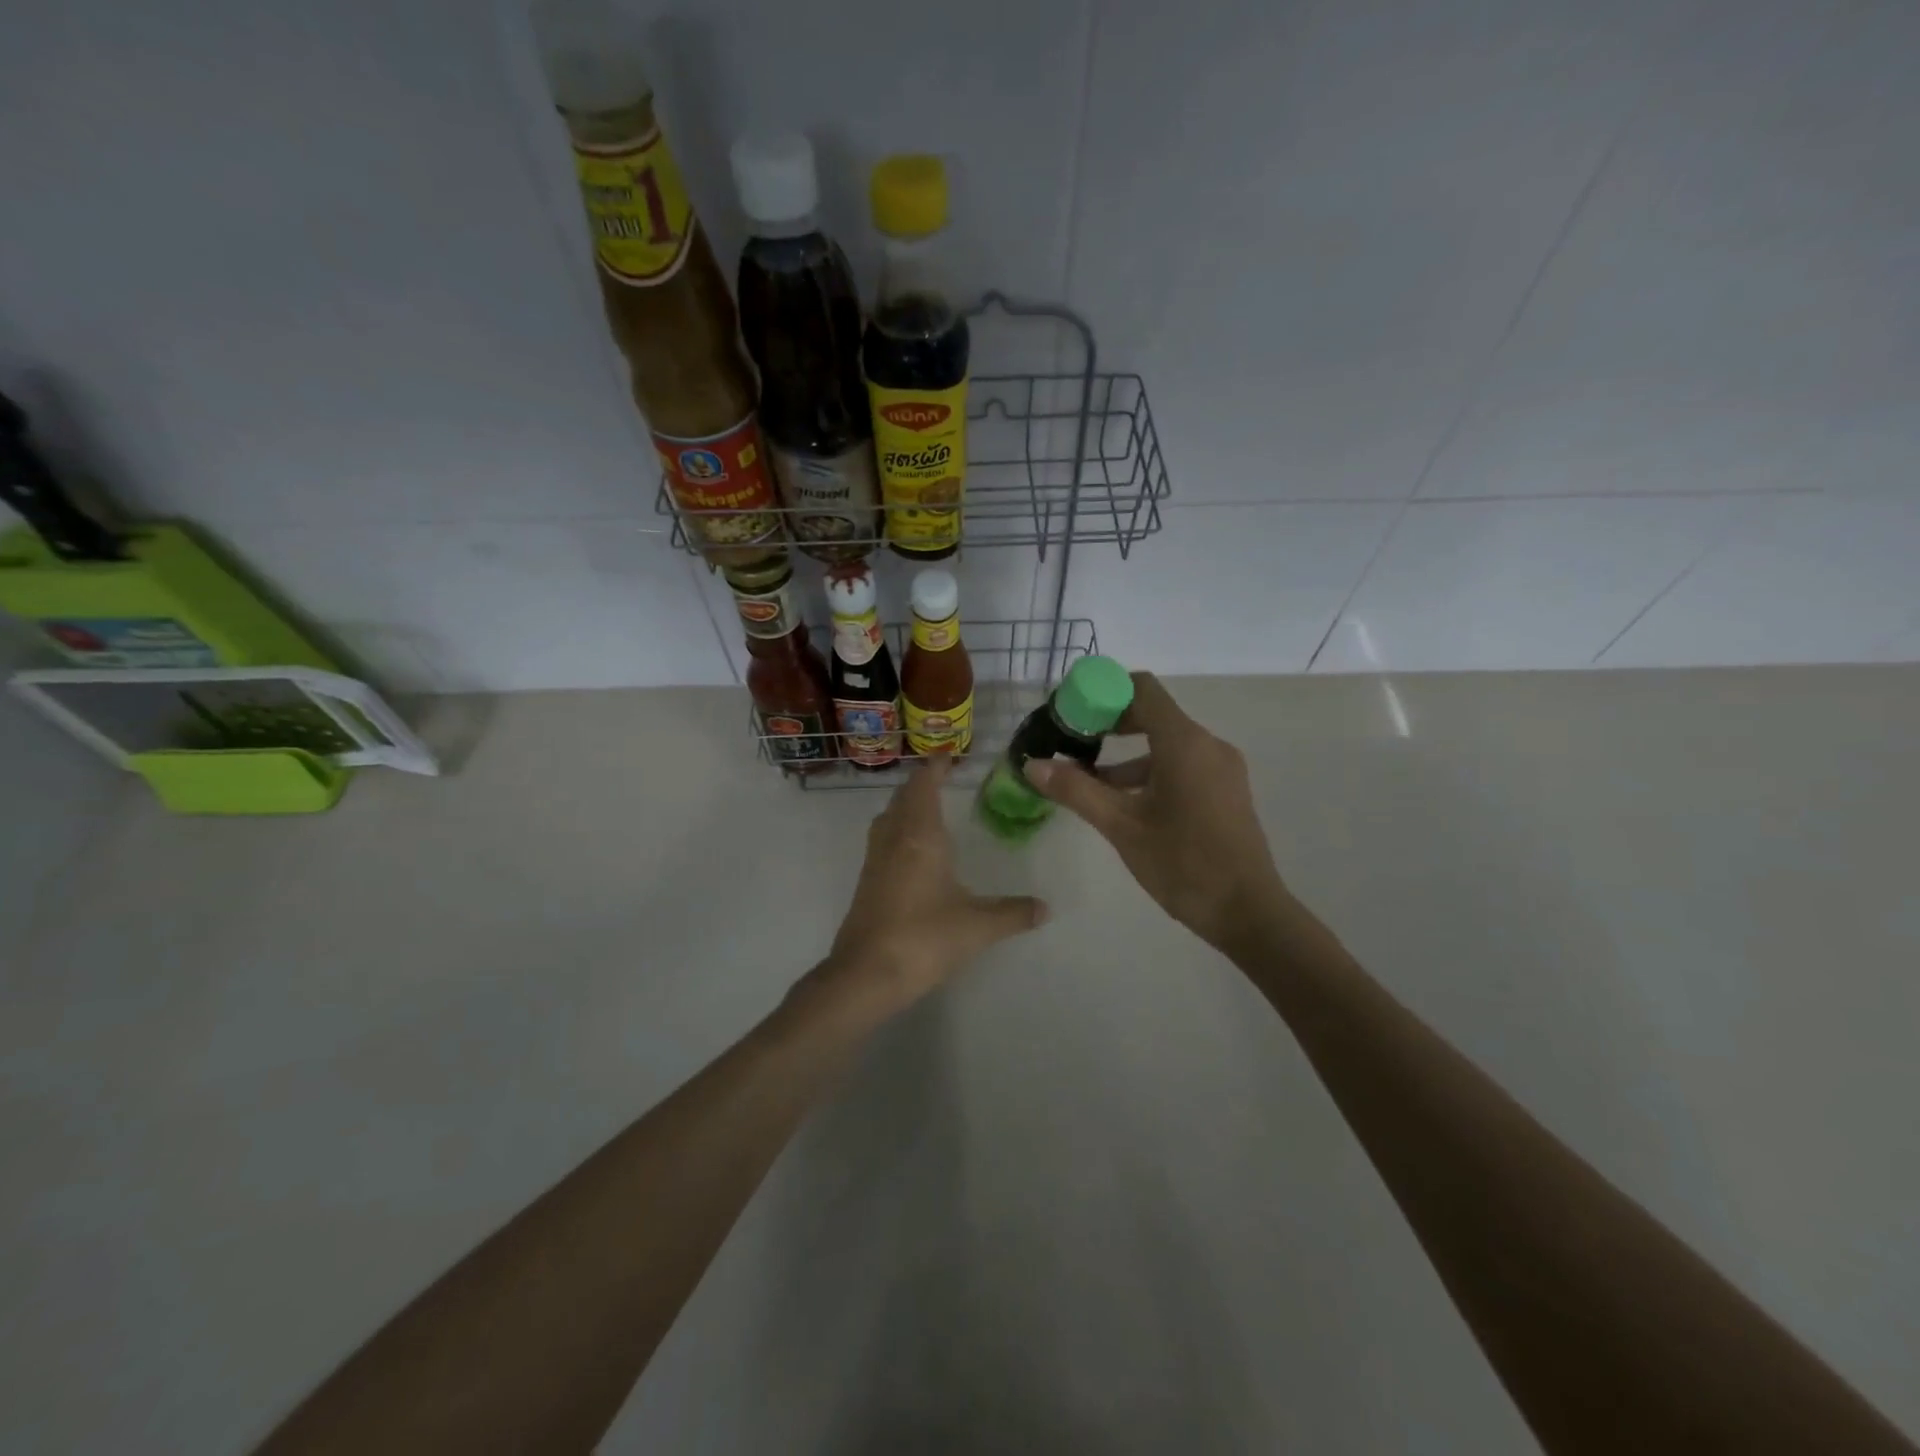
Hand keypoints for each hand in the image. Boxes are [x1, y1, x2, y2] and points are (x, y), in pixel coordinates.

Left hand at [816, 755, 1047, 1016]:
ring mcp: (875, 861)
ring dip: (905, 806)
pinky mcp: (866, 883)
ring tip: (928, 810)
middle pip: (902, 797)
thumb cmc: (924, 938)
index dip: (935, 768)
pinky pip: (882, 841)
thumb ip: (1013, 912)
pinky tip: (914, 853)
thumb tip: (1046, 908)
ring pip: (888, 818)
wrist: (866, 975)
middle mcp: (893, 839)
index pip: (924, 786)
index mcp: (920, 836)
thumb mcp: (978, 926)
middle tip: (943, 780)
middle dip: (921, 784)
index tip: (950, 757)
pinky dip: (898, 831)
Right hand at [1023, 672, 1284, 949]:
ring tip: (1087, 780)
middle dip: (1109, 724)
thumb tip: (1032, 765)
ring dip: (1127, 755)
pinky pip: (1182, 764)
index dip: (1103, 693)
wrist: (1247, 912)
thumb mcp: (1121, 826)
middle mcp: (1207, 744)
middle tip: (1072, 742)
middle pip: (1153, 713)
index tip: (1071, 713)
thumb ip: (1076, 790)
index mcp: (1184, 742)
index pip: (1142, 688)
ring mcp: (1221, 767)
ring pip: (1166, 743)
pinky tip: (1124, 802)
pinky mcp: (1225, 789)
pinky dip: (1150, 771)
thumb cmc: (1182, 863)